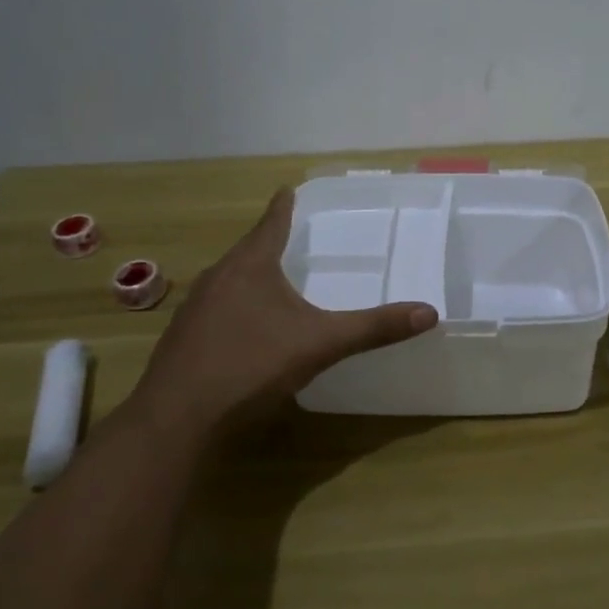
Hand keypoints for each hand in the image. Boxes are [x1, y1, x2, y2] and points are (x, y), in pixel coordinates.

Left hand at [121, 188, 437, 435]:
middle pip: (247, 251)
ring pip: (228, 282)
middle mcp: (217, 279)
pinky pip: (215, 310)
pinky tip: (246, 330)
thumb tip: (429, 312)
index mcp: (249, 267)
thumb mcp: (321, 344)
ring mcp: (194, 310)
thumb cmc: (252, 365)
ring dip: (250, 277)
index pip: (271, 224)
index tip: (288, 189)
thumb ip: (373, 327)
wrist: (178, 419)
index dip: (283, 207)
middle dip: (268, 243)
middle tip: (291, 238)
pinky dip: (235, 308)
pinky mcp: (182, 340)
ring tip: (272, 280)